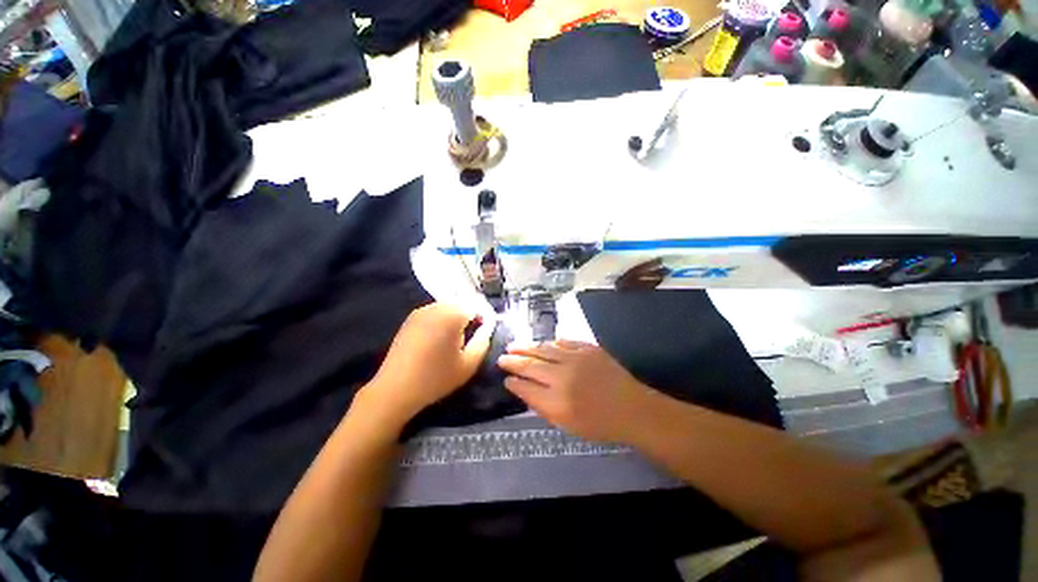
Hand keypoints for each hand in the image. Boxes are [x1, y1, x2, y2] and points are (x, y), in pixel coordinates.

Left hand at [356, 304, 491, 432]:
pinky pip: (434, 312)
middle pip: (462, 303)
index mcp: (452, 314)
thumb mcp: (469, 363)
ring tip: (457, 337)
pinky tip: (440, 338)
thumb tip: (488, 326)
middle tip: (473, 335)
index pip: (477, 305)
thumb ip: (484, 340)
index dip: (485, 317)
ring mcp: (421, 311)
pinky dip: (442, 319)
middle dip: (471, 315)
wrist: (395, 389)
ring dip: (456, 316)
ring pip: (448, 306)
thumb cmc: (437, 377)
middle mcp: (436, 306)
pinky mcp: (410, 319)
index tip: (486, 332)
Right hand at [498, 341, 652, 442]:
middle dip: (513, 361)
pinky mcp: (588, 348)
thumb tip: (520, 387)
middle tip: (502, 357)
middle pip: (530, 365)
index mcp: (556, 401)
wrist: (632, 409)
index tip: (506, 378)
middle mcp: (563, 376)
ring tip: (514, 345)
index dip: (513, 381)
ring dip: (527, 347)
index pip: (525, 387)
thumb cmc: (599, 423)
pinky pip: (563, 342)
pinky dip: (550, 343)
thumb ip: (540, 405)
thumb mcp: (566, 424)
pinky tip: (543, 343)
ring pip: (544, 349)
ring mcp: (576, 358)